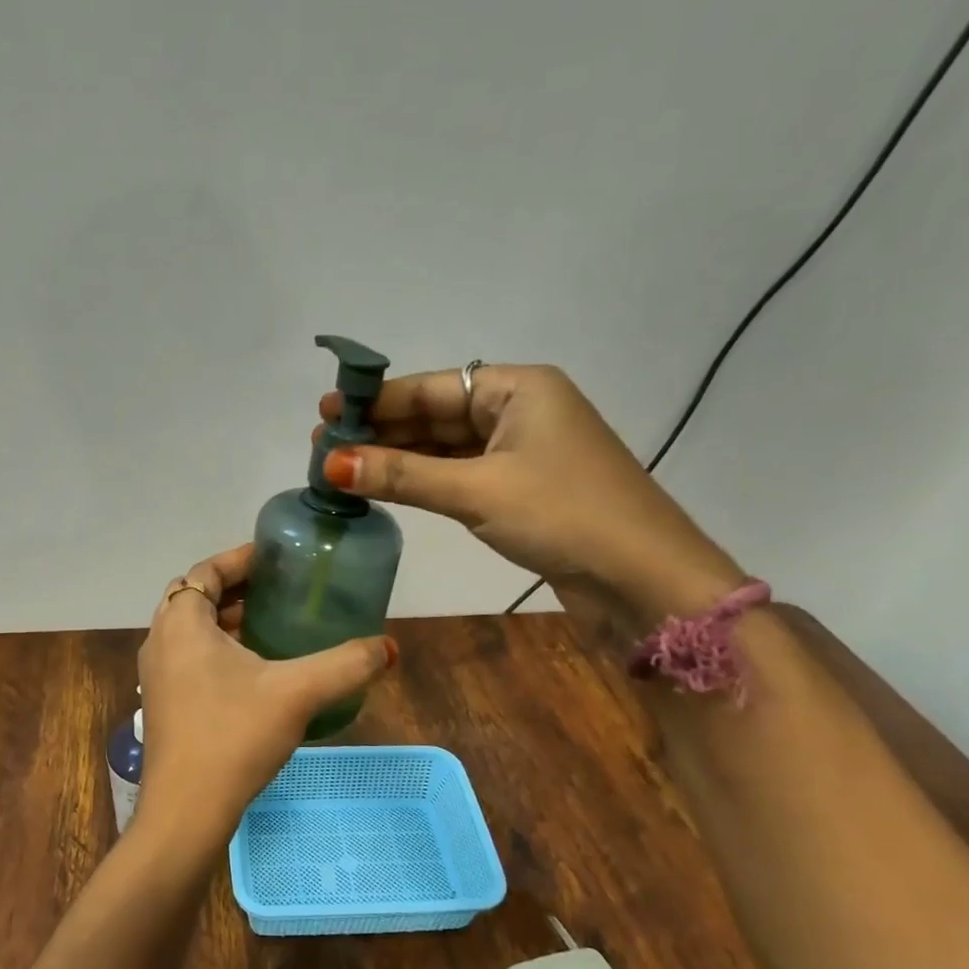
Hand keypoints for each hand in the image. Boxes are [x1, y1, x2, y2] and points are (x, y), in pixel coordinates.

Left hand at [134, 544, 395, 852]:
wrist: (187, 811)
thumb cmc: (233, 736)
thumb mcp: (297, 693)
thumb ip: (346, 665)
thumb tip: (389, 648)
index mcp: (181, 623)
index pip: (205, 571)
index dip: (240, 559)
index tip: (275, 558)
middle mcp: (160, 641)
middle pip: (195, 597)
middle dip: (235, 588)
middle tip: (278, 589)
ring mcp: (157, 676)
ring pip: (191, 630)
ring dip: (226, 620)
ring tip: (271, 623)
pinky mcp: (163, 704)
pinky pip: (189, 658)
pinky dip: (217, 649)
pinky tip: (254, 671)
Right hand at [318, 365, 744, 628]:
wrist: (644, 580)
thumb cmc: (564, 516)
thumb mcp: (476, 490)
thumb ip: (402, 475)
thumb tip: (331, 463)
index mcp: (519, 389)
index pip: (432, 387)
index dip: (377, 400)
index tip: (326, 411)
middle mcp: (520, 411)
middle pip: (437, 414)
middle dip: (382, 432)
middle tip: (324, 446)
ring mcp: (523, 452)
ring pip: (447, 447)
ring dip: (399, 459)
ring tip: (343, 468)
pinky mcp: (522, 490)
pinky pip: (461, 474)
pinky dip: (424, 481)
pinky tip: (386, 487)